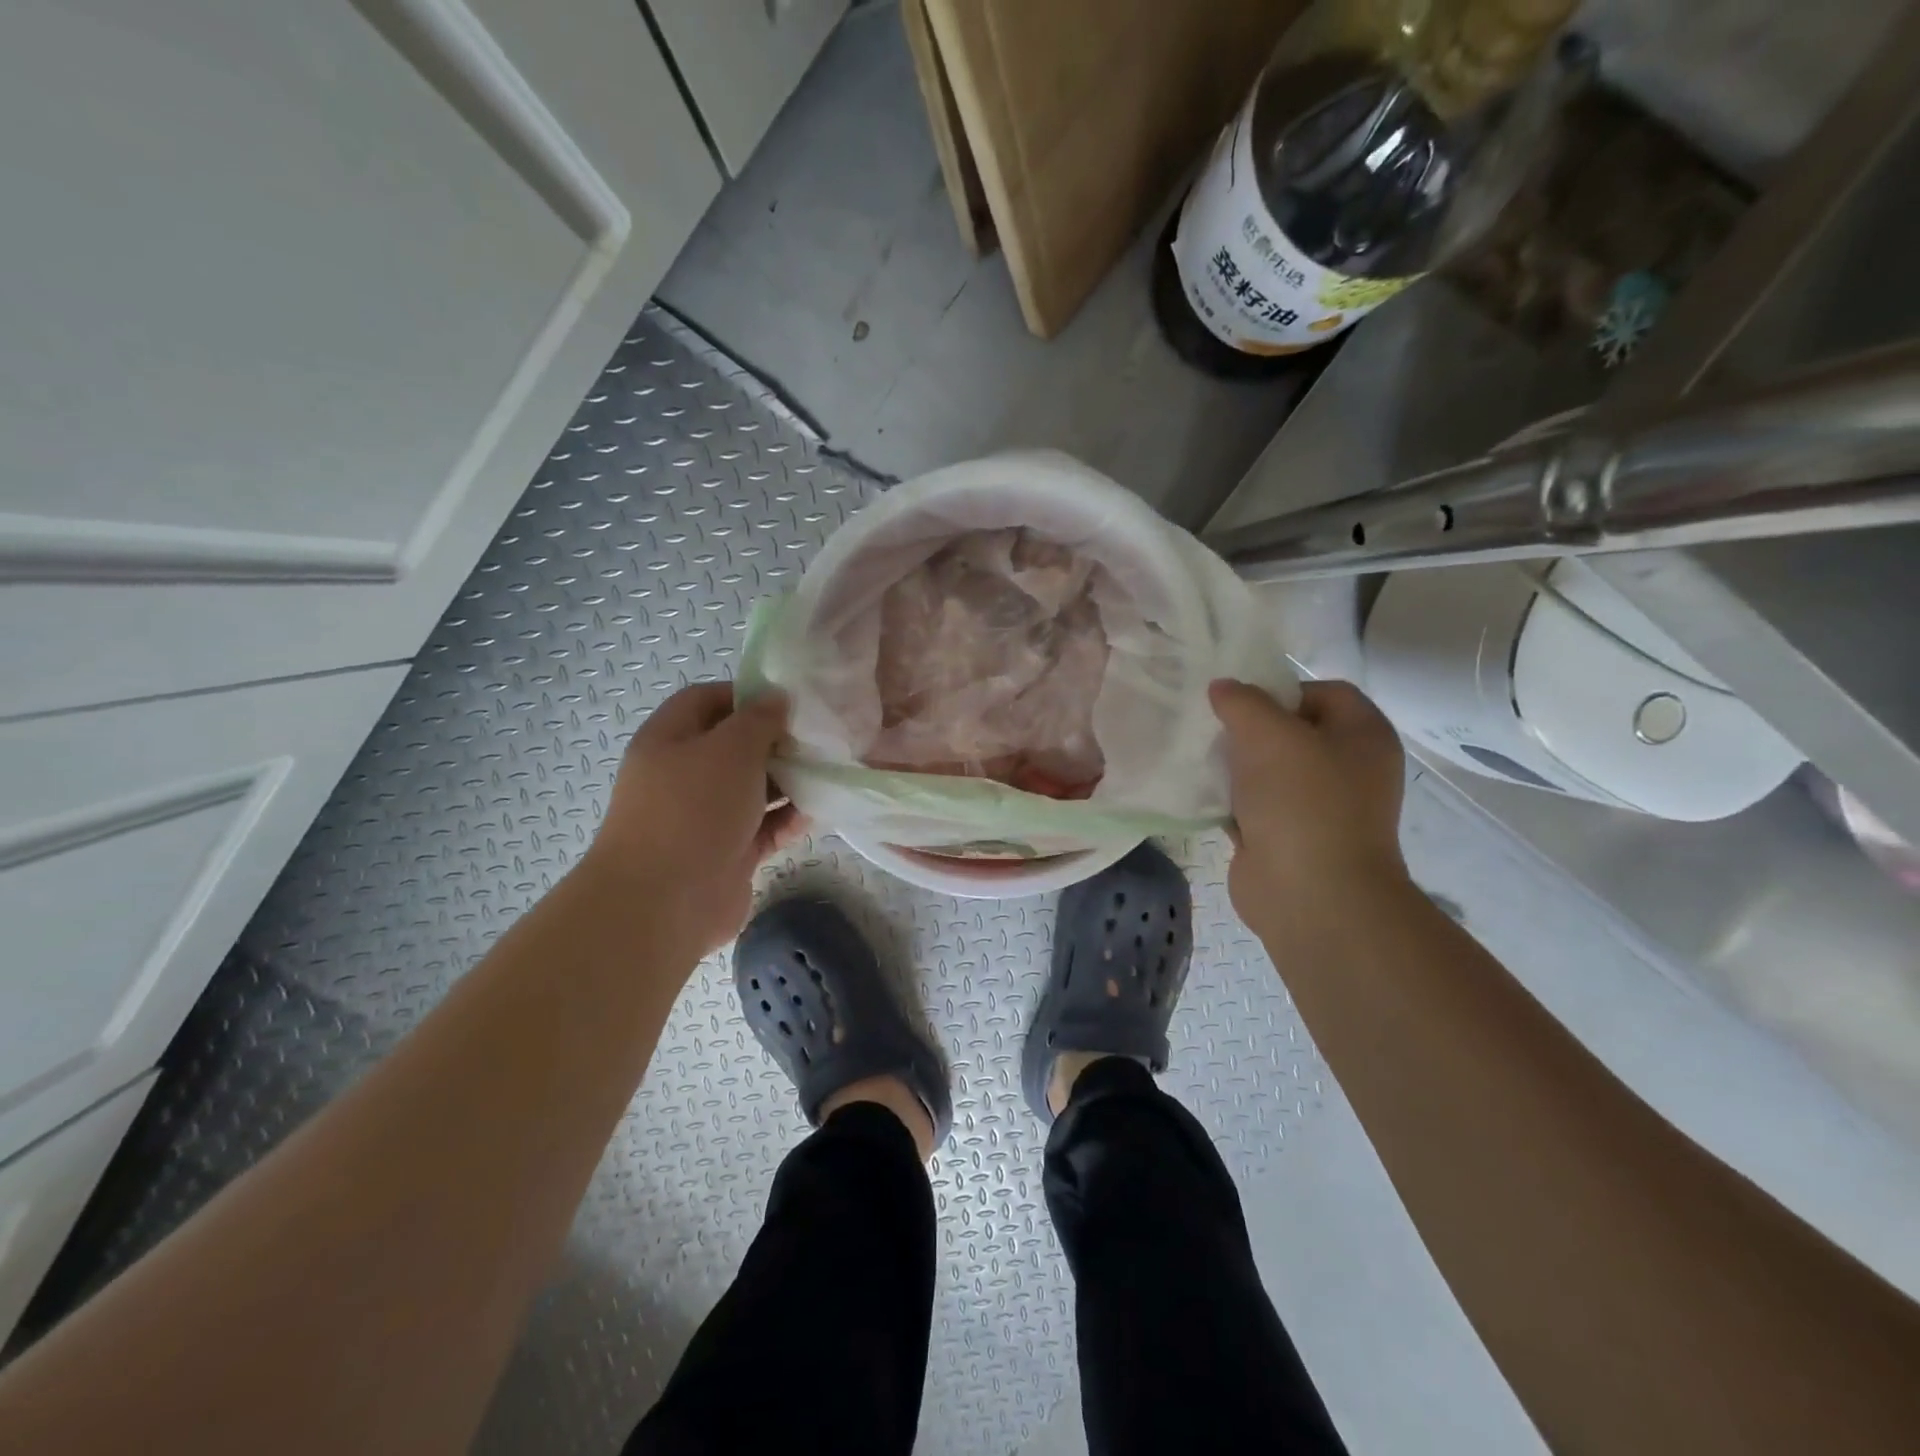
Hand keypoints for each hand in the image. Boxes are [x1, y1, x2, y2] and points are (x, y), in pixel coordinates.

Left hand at [586, 682, 805, 957]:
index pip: (707, 700)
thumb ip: (759, 719)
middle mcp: (683, 776)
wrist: (665, 902)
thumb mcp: (731, 748)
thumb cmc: (694, 809)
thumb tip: (777, 698)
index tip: (789, 702)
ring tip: (827, 775)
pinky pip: (763, 829)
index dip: (746, 695)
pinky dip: (788, 821)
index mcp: (669, 740)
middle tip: (817, 740)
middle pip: (734, 747)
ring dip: (788, 783)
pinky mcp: (726, 854)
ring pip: (753, 790)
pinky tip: (818, 814)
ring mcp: (704, 818)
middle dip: (776, 742)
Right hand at [1209, 678, 1410, 932]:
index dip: (1281, 690)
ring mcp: (1318, 807)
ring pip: (1269, 770)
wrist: (1311, 895)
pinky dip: (1231, 801)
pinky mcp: (1288, 837)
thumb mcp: (1268, 734)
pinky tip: (1205, 796)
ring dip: (1236, 765)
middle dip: (1250, 729)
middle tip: (1214, 729)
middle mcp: (1347, 768)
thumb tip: (1222, 688)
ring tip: (1203, 761)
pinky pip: (1254, 805)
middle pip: (1292, 731)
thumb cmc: (1302, 802)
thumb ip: (1242, 701)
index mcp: (1363, 736)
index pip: (1324, 691)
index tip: (1241, 705)